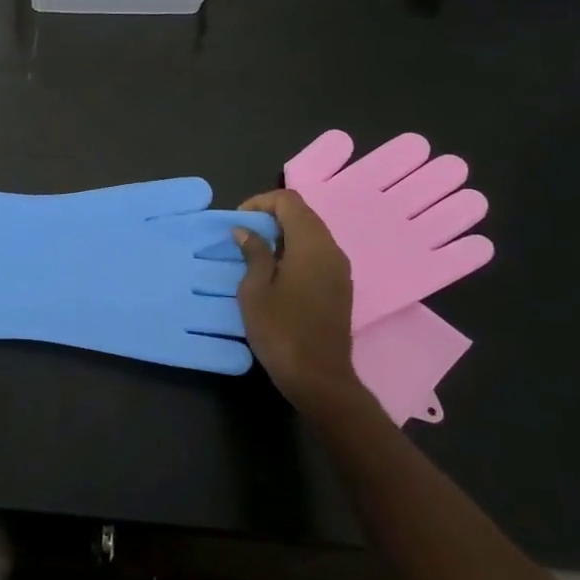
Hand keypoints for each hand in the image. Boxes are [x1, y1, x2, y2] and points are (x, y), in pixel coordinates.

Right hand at [234, 190, 359, 413]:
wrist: (319, 378)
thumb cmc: (281, 331)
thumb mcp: (255, 290)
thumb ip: (253, 254)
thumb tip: (246, 231)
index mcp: (311, 245)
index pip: (289, 201)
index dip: (260, 203)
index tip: (239, 222)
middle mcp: (331, 250)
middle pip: (303, 214)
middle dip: (271, 216)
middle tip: (244, 235)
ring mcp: (340, 269)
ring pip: (312, 233)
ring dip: (284, 234)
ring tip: (256, 253)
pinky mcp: (340, 286)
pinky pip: (318, 253)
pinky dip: (296, 250)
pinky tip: (276, 272)